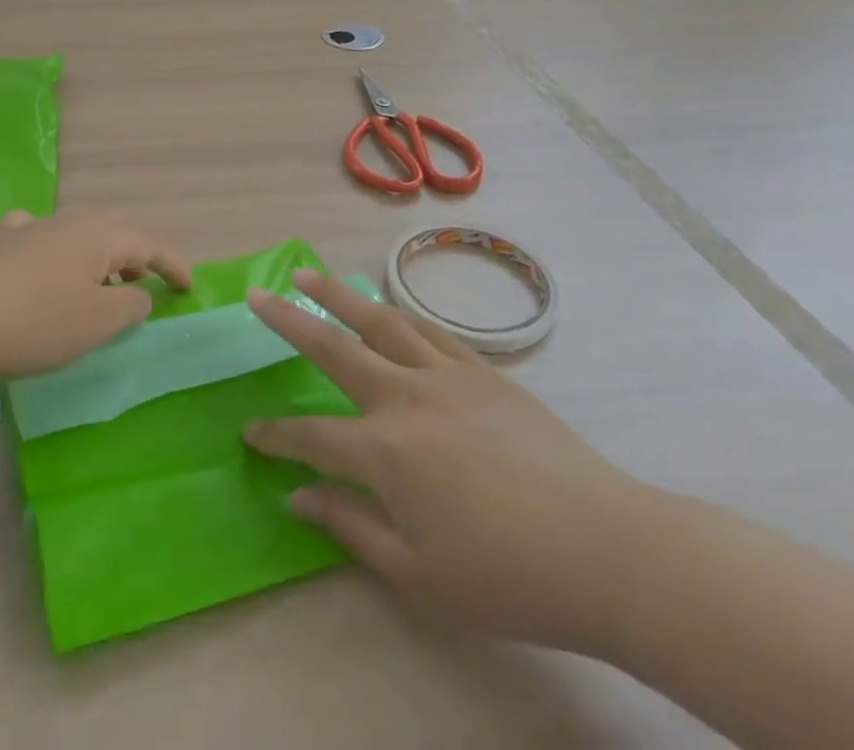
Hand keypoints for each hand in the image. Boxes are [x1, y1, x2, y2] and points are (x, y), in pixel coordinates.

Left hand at [0, 209, 190, 381]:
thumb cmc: (37, 321)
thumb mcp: (98, 322)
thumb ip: (130, 305)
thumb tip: (137, 294)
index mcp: (99, 235)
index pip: (148, 245)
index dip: (171, 266)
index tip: (188, 288)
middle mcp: (68, 222)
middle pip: (113, 233)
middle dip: (132, 258)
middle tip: (142, 289)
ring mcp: (30, 230)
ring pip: (76, 235)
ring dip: (95, 258)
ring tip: (96, 287)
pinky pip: (38, 238)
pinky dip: (52, 251)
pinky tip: (40, 263)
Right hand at [245, 271, 660, 655]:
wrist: (605, 549)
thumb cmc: (507, 577)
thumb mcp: (418, 576)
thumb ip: (350, 527)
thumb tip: (298, 496)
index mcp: (385, 451)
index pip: (312, 437)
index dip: (276, 437)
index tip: (248, 432)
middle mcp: (407, 397)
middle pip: (334, 348)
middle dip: (289, 321)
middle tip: (256, 295)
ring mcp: (447, 375)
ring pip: (380, 321)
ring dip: (338, 295)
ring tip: (308, 274)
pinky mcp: (483, 370)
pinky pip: (429, 330)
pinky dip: (398, 314)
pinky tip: (386, 307)